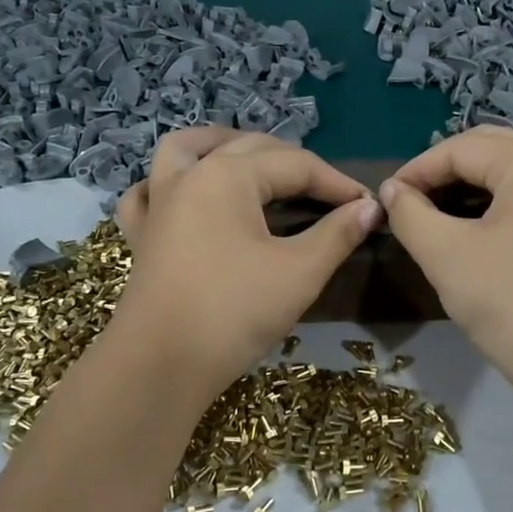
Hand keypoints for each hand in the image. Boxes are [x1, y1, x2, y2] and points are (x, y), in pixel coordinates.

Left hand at [111, 129, 382, 398]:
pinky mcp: (142, 235)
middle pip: (249, 149)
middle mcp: (188, 175)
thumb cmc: (234, 312)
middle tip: (328, 194)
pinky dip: (167, 183)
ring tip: (251, 160)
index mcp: (227, 175)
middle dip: (294, 164)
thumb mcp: (299, 272)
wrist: (161, 365)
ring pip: (185, 150)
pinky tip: (185, 194)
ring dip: (221, 146)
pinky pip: (149, 191)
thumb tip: (370, 208)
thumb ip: (338, 234)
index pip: (296, 165)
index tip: (368, 205)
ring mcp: (158, 203)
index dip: (337, 183)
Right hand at [379, 127, 512, 397]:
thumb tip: (391, 190)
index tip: (385, 199)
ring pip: (507, 175)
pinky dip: (492, 206)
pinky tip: (468, 230)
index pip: (461, 148)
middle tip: (407, 202)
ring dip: (466, 189)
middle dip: (442, 172)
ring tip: (431, 216)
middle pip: (488, 151)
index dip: (416, 170)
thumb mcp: (445, 254)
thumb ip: (409, 213)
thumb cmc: (509, 301)